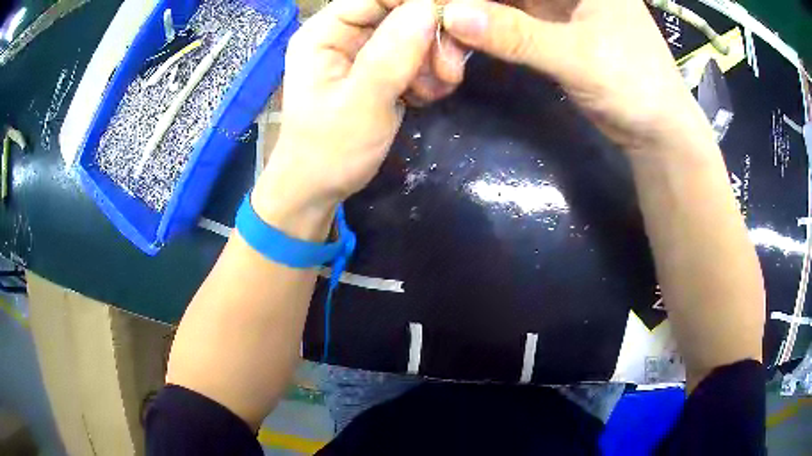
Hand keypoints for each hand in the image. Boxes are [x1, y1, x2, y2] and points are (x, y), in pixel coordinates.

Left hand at [255, 0, 442, 227]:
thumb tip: (428, 8)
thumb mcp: (360, 103)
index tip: (453, 25)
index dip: (418, 4)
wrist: (320, 187)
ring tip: (430, 93)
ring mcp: (364, 51)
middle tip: (448, 73)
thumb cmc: (329, 150)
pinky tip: (423, 98)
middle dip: (431, 38)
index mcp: (325, 31)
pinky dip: (429, 74)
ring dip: (434, 60)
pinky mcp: (381, 69)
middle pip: (402, 11)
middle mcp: (344, 33)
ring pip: (416, 33)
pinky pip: (417, 55)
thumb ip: (391, 54)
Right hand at [441, 0, 714, 152]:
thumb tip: (451, 15)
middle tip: (438, 19)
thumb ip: (516, 35)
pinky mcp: (552, 29)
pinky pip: (510, 19)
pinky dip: (487, 28)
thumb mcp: (578, 57)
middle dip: (472, 2)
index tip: (444, 4)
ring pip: (506, 1)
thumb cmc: (634, 85)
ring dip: (475, 14)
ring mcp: (559, 5)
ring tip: (446, 33)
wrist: (655, 132)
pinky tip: (463, 37)